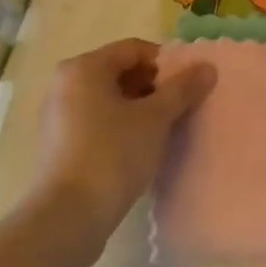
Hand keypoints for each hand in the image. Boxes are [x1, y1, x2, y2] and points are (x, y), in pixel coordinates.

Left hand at [33, 39, 215, 225]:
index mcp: (84, 68)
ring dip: (139, 108)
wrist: (68, 217)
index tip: (187, 86)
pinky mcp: (58, 145)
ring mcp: (58, 116)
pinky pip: (97, 122)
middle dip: (154, 87)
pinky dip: (121, 127)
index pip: (134, 49)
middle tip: (178, 108)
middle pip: (120, 72)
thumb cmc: (113, 153)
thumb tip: (207, 67)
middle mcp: (65, 85)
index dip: (166, 63)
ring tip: (163, 130)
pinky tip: (140, 149)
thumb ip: (183, 88)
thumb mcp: (156, 118)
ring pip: (109, 99)